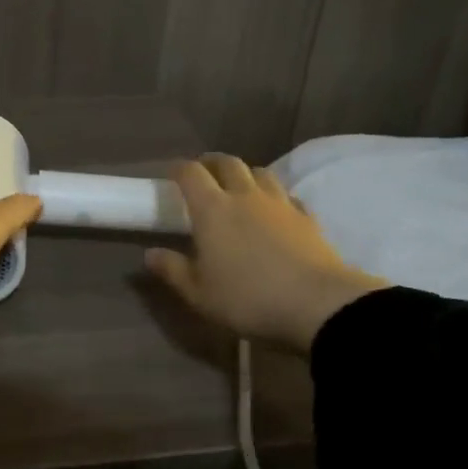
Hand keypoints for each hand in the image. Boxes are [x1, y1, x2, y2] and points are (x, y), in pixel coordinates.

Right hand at [145, 154, 388, 351]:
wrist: (318, 305)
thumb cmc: (248, 299)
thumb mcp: (199, 294)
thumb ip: (173, 270)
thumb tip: (150, 254)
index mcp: (212, 210)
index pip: (191, 174)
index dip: (179, 169)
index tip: (171, 175)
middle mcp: (245, 197)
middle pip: (228, 163)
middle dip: (212, 163)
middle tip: (204, 173)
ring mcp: (280, 204)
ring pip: (261, 173)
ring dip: (246, 174)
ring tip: (239, 187)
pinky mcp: (307, 218)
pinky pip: (287, 196)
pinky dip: (275, 197)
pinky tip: (275, 211)